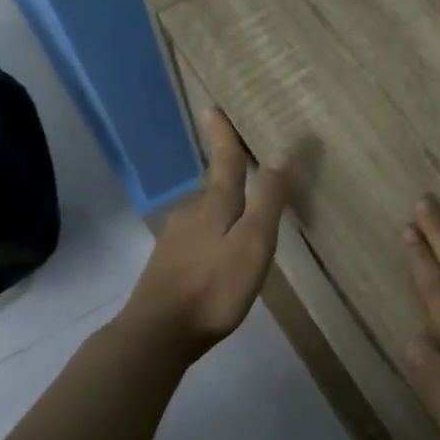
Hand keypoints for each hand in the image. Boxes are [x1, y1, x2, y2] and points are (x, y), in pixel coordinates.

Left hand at [124, 110, 289, 352]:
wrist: (157, 332)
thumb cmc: (214, 286)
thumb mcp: (253, 243)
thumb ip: (268, 200)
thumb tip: (281, 154)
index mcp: (214, 204)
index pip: (224, 160)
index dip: (223, 135)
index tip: (213, 107)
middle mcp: (191, 213)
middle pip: (214, 185)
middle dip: (227, 171)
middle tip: (242, 160)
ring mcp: (175, 239)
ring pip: (204, 211)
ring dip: (221, 203)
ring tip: (240, 207)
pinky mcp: (168, 263)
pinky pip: (197, 234)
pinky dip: (212, 230)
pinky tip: (218, 247)